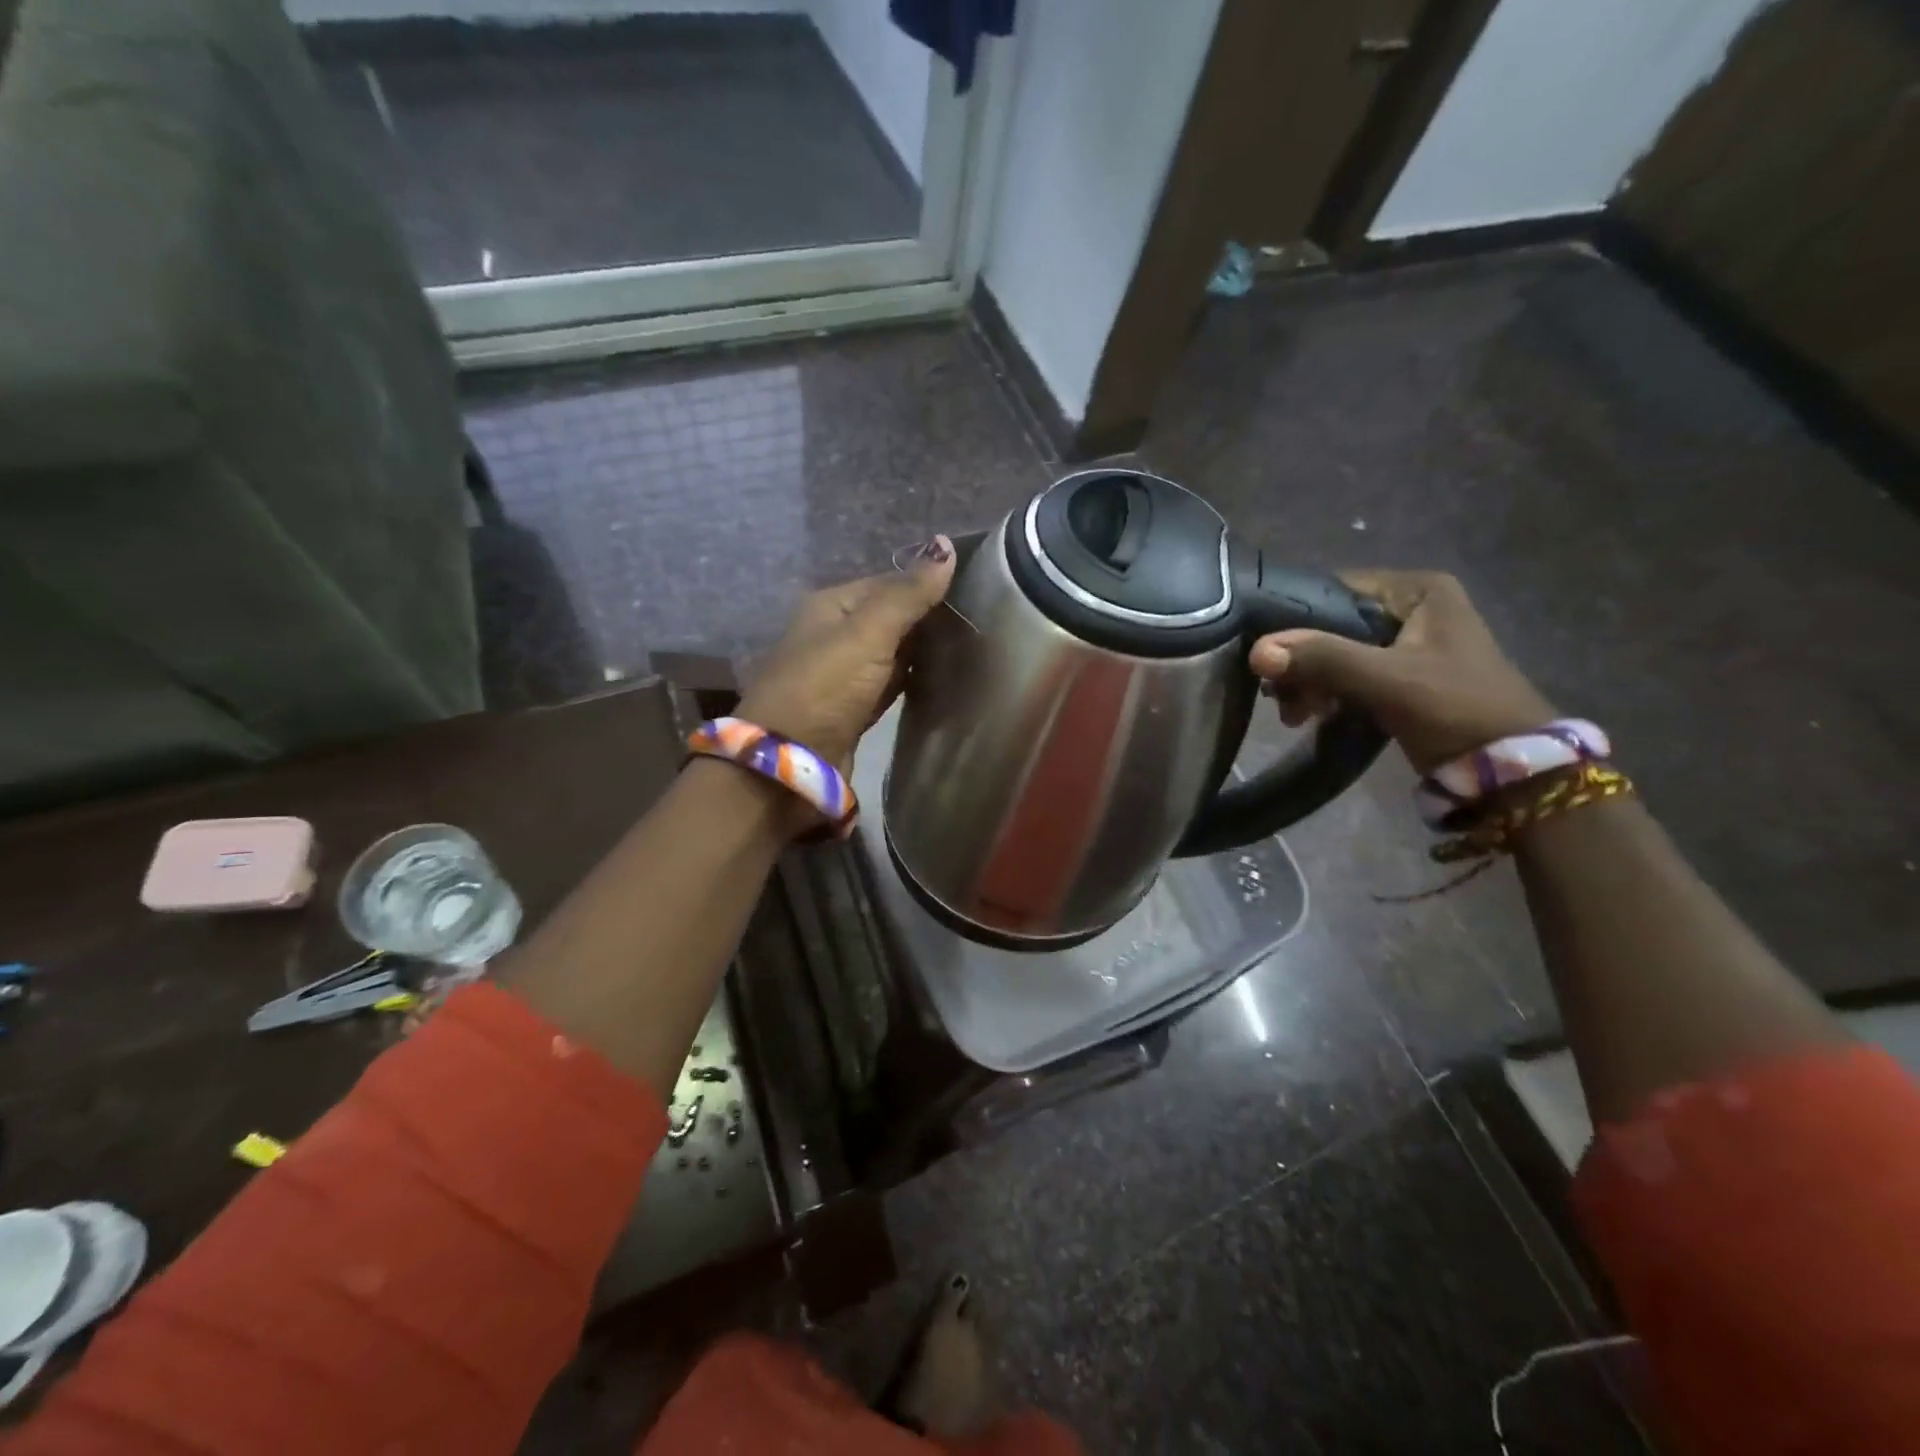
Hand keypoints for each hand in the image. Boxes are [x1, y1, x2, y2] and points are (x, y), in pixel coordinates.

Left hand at [737, 537, 956, 768]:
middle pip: (891, 618)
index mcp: (832, 606)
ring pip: (893, 654)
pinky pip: (891, 685)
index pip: (888, 583)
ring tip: (972, 647)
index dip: (927, 585)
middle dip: (929, 620)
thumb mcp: (867, 633)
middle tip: (982, 620)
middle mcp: (836, 635)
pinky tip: (944, 679)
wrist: (790, 763)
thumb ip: (907, 594)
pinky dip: (914, 681)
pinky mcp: (854, 710)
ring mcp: (844, 675)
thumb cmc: (825, 687)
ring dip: (924, 652)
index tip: (975, 590)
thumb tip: (946, 544)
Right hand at [1249, 570, 1554, 773]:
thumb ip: (1323, 659)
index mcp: (1418, 591)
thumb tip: (1257, 651)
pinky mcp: (1402, 677)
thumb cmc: (1456, 709)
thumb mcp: (1388, 679)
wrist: (1511, 770)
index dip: (1294, 620)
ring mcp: (1407, 644)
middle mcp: (1412, 608)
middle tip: (1279, 696)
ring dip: (1308, 683)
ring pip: (1335, 653)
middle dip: (1301, 662)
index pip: (1334, 590)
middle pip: (1331, 625)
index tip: (1268, 655)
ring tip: (1295, 715)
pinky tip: (1311, 717)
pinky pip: (1348, 676)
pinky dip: (1326, 694)